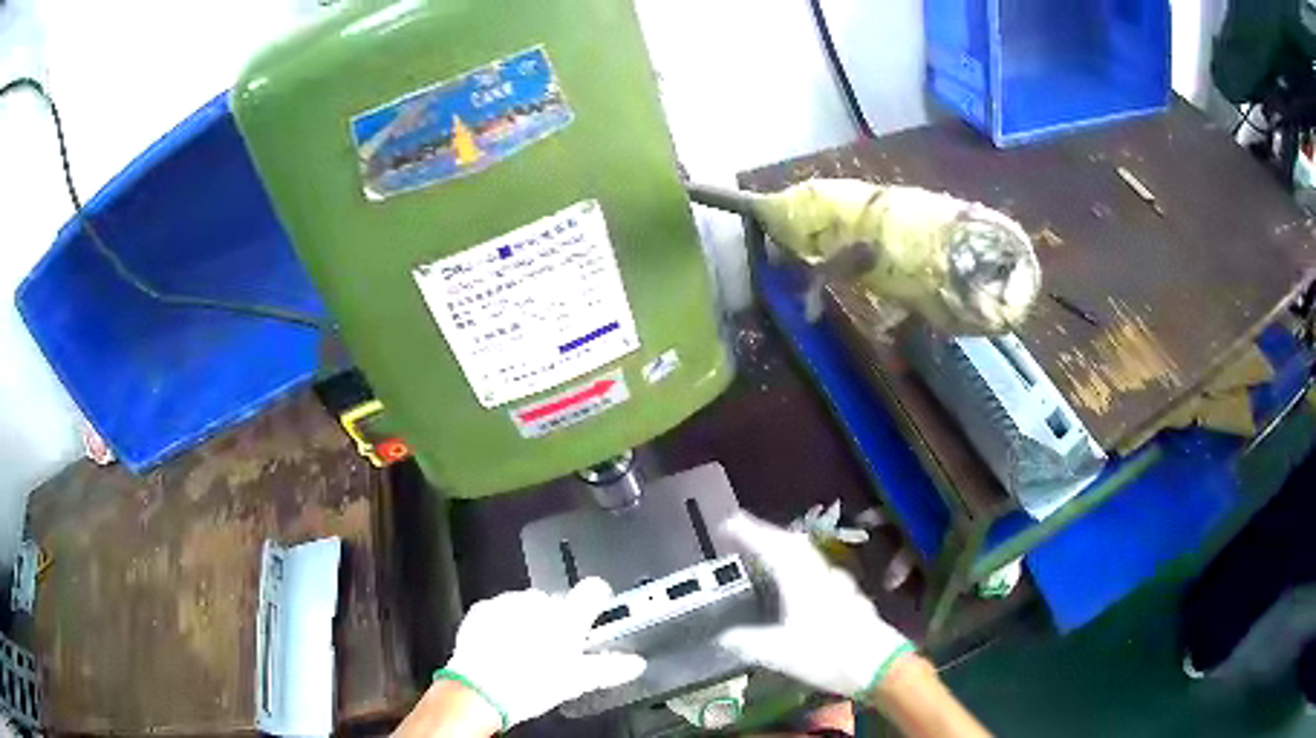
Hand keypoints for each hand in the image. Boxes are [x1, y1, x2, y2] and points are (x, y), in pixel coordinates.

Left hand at [438, 578, 646, 730]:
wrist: (481, 689)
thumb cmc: (532, 684)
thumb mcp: (576, 681)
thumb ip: (609, 668)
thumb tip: (634, 663)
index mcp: (567, 616)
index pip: (594, 589)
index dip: (597, 599)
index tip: (596, 610)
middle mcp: (539, 602)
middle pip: (558, 602)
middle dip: (559, 619)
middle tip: (556, 648)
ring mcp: (508, 603)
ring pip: (528, 605)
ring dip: (531, 620)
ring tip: (526, 651)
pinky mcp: (483, 609)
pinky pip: (500, 610)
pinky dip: (504, 623)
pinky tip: (503, 647)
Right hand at [718, 513, 914, 698]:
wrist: (878, 664)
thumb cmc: (828, 654)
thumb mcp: (779, 653)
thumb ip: (749, 642)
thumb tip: (723, 636)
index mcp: (801, 582)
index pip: (772, 546)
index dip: (749, 531)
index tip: (727, 523)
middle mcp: (821, 575)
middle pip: (792, 544)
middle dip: (767, 534)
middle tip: (744, 533)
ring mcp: (839, 584)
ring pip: (808, 556)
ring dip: (785, 548)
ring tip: (768, 555)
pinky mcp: (850, 597)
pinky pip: (819, 571)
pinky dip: (801, 567)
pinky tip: (801, 584)